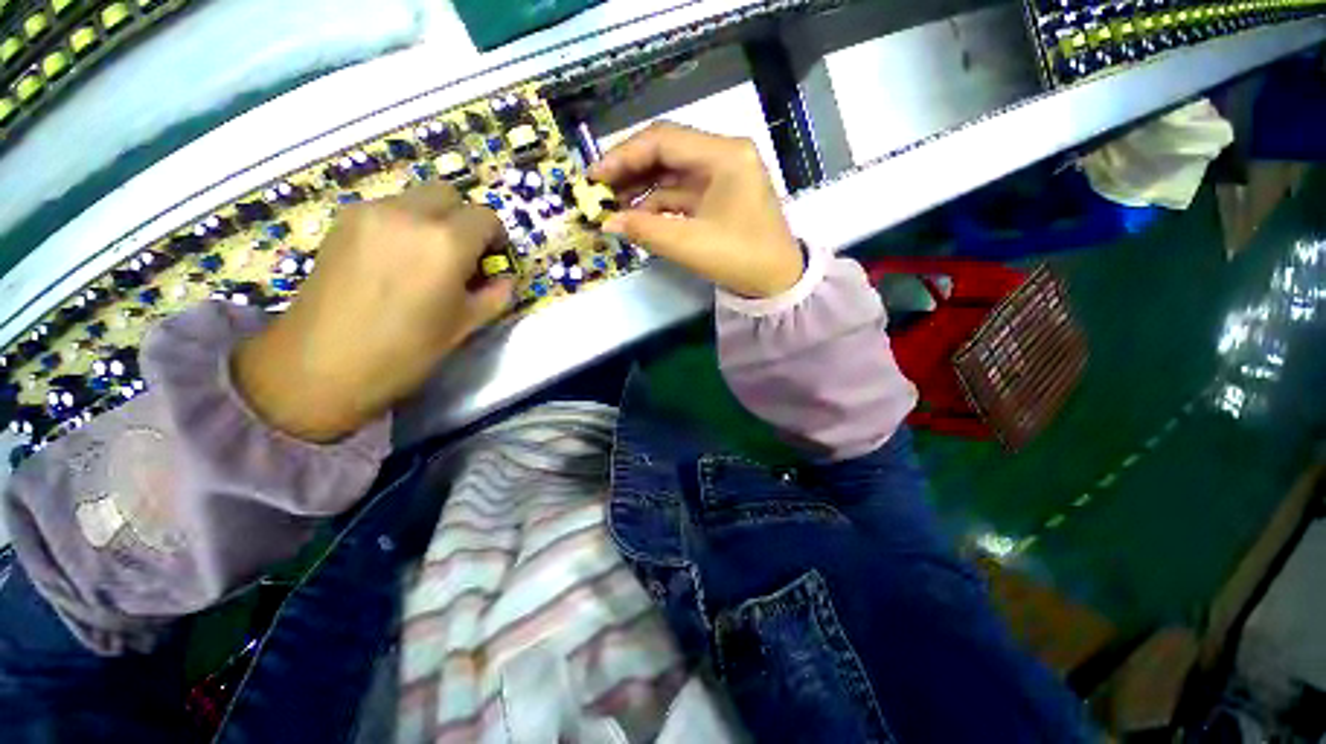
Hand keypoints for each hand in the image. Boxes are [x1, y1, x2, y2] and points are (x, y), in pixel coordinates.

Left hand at [233, 184, 514, 442]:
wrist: (320, 364)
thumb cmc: (404, 350)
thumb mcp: (464, 326)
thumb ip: (495, 296)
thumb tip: (505, 279)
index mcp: (445, 243)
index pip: (486, 217)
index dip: (495, 238)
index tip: (491, 261)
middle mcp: (408, 214)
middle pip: (449, 194)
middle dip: (463, 220)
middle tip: (461, 256)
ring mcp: (370, 212)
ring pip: (416, 198)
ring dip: (432, 220)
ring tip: (424, 260)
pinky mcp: (343, 220)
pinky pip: (388, 208)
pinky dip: (403, 224)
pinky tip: (394, 260)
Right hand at [589, 122, 801, 297]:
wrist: (777, 283)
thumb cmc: (741, 258)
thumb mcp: (689, 244)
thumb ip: (645, 230)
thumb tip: (607, 222)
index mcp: (724, 155)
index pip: (663, 140)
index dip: (623, 156)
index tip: (593, 176)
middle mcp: (724, 156)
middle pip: (666, 153)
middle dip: (629, 172)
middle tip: (598, 193)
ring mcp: (722, 178)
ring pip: (672, 175)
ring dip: (641, 191)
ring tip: (612, 208)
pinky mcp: (719, 198)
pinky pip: (682, 195)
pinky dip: (659, 206)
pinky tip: (638, 218)